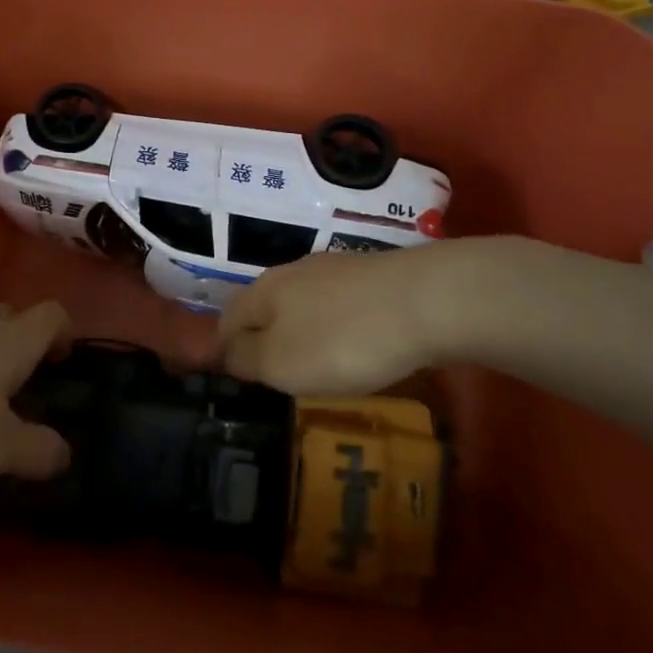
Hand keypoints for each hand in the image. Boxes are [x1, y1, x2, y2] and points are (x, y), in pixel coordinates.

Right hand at [218, 240, 507, 395]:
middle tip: (275, 377)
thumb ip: (246, 358)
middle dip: (264, 340)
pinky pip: (339, 306)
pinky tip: (356, 345)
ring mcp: (335, 270)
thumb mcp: (282, 362)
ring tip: (315, 366)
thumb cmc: (343, 339)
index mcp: (263, 290)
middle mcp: (293, 272)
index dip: (224, 350)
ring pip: (302, 304)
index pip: (227, 318)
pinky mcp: (372, 276)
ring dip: (301, 333)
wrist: (428, 301)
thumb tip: (225, 352)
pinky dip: (337, 328)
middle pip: (265, 308)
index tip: (237, 382)